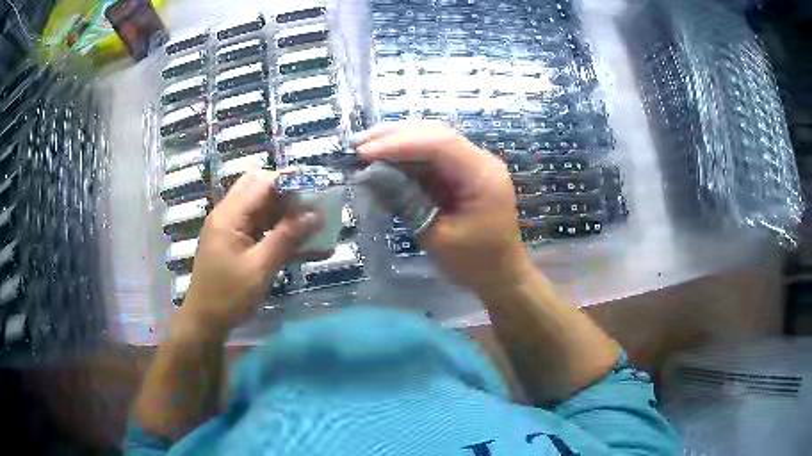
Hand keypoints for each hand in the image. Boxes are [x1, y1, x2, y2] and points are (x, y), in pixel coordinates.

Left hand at [179, 170, 320, 336]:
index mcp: (229, 216)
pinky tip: (300, 241)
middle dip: (287, 192)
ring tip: (312, 222)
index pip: (262, 182)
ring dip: (285, 210)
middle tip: (311, 207)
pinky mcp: (234, 240)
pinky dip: (278, 228)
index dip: (290, 182)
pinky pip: (259, 225)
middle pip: (259, 186)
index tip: (317, 191)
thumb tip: (315, 215)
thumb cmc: (229, 296)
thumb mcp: (260, 269)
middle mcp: (228, 214)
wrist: (205, 321)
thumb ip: (286, 238)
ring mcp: (230, 227)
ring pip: (260, 205)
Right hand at [356, 121, 532, 295]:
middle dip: (394, 137)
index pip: (438, 144)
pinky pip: (432, 159)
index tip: (364, 152)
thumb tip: (370, 175)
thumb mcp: (437, 236)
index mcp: (482, 175)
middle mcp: (480, 161)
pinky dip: (406, 160)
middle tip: (358, 145)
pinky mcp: (462, 175)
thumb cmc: (475, 263)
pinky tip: (384, 163)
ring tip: (365, 151)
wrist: (502, 277)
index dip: (398, 144)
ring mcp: (472, 166)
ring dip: (398, 145)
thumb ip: (407, 201)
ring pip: (431, 142)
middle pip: (435, 134)